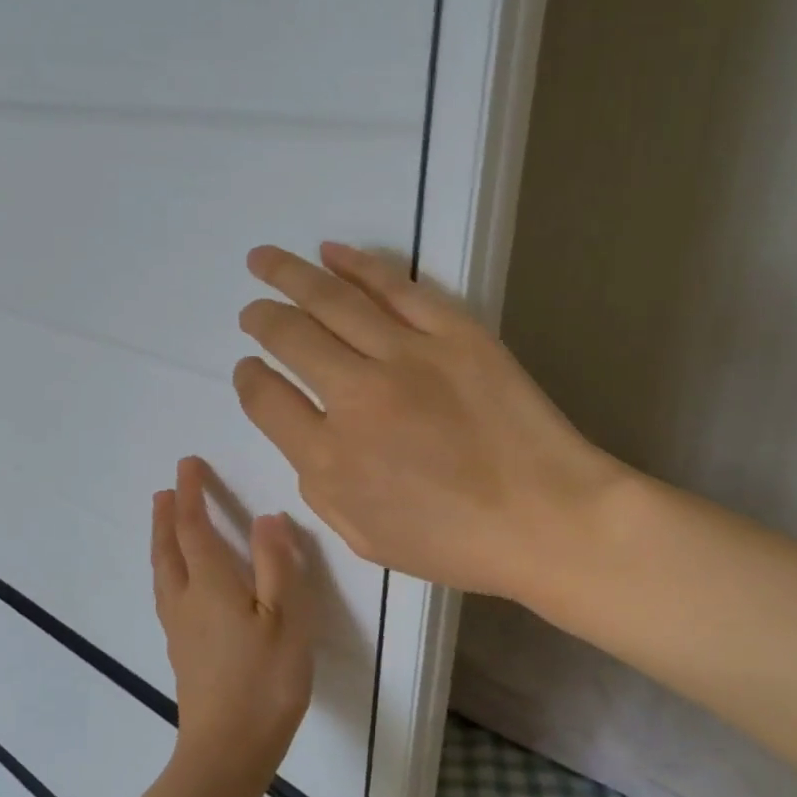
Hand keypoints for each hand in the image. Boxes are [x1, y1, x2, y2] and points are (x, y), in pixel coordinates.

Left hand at [151, 457, 315, 794]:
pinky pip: (167, 595)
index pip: (194, 527)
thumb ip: (276, 565)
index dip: (190, 493)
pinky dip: (167, 571)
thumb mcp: (285, 619)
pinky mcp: (182, 652)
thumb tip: (266, 518)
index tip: (187, 464)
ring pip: (162, 573)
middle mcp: (186, 600)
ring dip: (161, 542)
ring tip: (163, 526)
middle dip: (167, 516)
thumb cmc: (265, 681)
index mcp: (211, 585)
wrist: (228, 750)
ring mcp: (179, 629)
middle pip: (168, 549)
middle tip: (166, 490)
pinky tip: (178, 584)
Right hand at [234, 243, 622, 599]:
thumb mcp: (368, 540)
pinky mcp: (454, 332)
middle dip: (261, 319)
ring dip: (289, 275)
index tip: (249, 368)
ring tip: (263, 259)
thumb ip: (321, 492)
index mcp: (331, 459)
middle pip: (290, 338)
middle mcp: (357, 397)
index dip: (248, 379)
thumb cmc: (457, 544)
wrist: (547, 519)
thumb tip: (308, 444)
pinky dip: (358, 265)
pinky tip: (332, 253)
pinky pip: (395, 286)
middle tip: (252, 311)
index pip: (266, 400)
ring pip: (332, 301)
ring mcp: (407, 357)